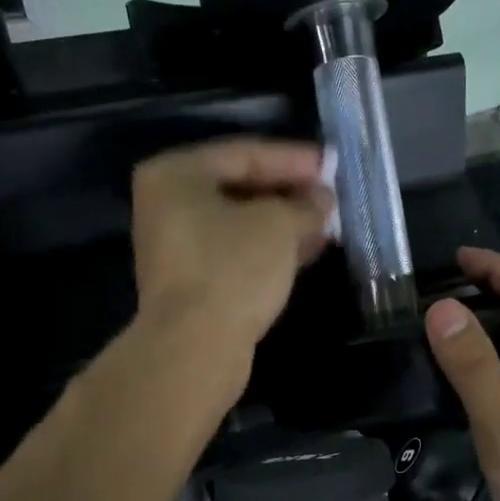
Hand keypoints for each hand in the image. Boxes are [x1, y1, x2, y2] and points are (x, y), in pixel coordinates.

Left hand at [130, 137, 332, 355]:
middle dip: (289, 193)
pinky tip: (306, 251)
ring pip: (240, 224)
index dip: (293, 159)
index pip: (244, 153)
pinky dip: (269, 249)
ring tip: (327, 224)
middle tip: (330, 196)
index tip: (332, 165)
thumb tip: (321, 200)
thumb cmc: (233, 268)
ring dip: (284, 224)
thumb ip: (304, 204)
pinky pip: (236, 252)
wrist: (195, 346)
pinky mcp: (190, 282)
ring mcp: (176, 247)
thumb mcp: (279, 224)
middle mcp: (168, 205)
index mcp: (176, 174)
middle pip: (239, 188)